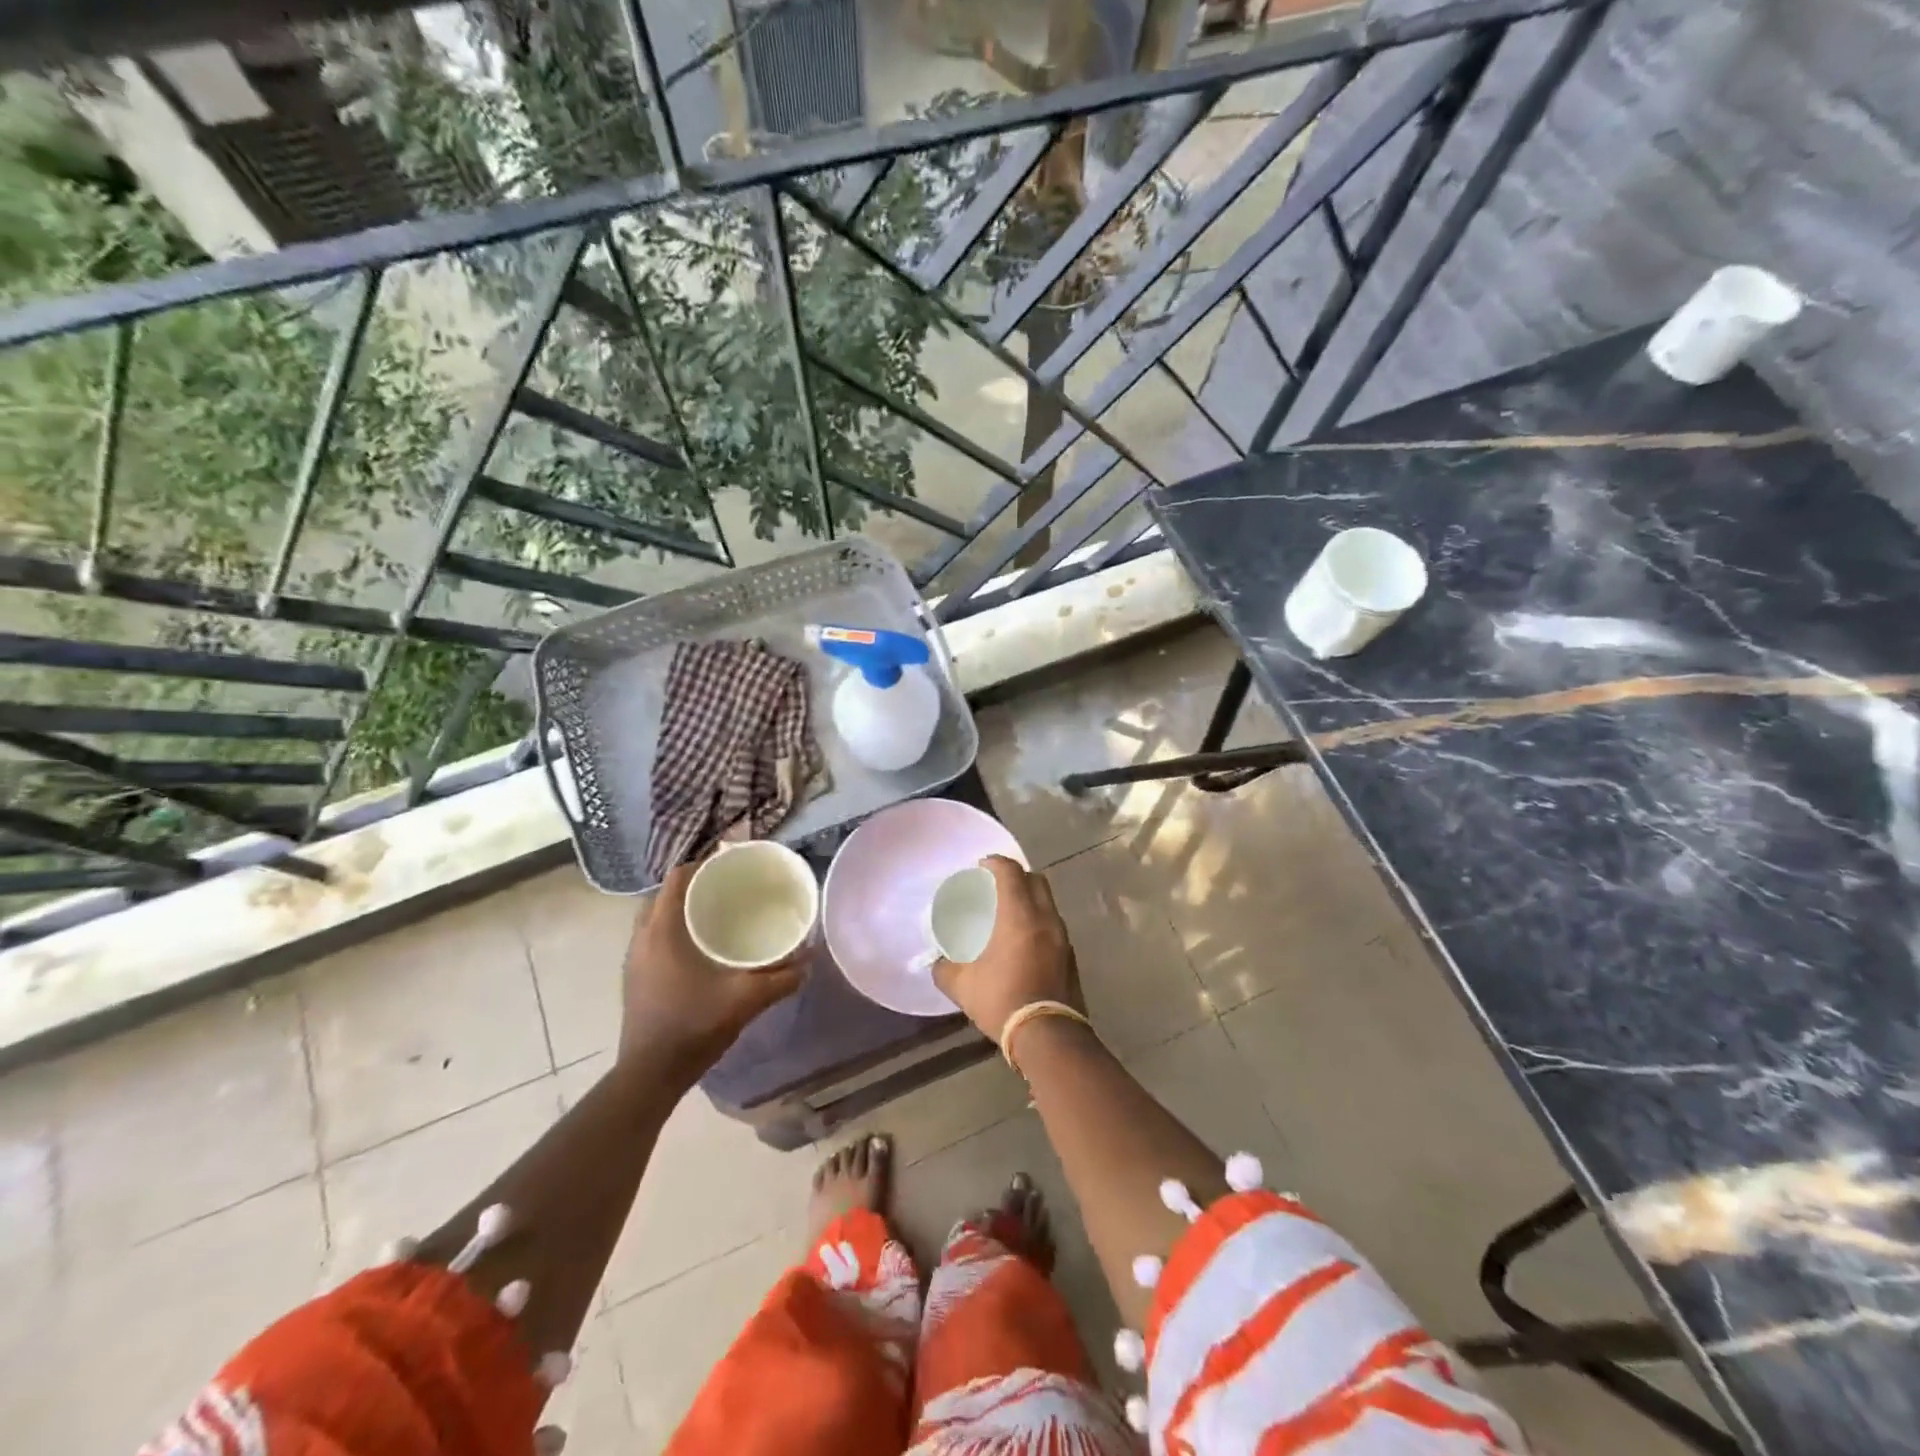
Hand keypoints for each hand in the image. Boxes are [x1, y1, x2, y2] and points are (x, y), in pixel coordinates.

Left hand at [620, 862, 804, 1083]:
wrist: (650, 1075)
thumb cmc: (693, 1026)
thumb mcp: (745, 999)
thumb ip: (781, 978)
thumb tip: (811, 960)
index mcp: (662, 931)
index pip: (679, 878)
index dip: (705, 864)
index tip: (734, 866)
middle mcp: (642, 937)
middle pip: (668, 894)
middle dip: (698, 886)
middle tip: (732, 888)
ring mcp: (635, 958)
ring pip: (659, 916)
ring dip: (686, 909)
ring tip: (721, 913)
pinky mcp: (636, 977)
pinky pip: (655, 937)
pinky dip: (678, 929)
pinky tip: (705, 947)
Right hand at [934, 855, 1079, 1044]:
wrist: (1049, 1036)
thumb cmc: (1003, 1001)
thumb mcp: (962, 986)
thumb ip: (944, 969)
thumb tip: (937, 963)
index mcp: (1019, 916)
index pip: (1011, 872)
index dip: (996, 863)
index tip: (981, 865)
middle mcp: (1045, 919)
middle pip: (1036, 880)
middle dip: (1017, 875)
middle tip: (997, 885)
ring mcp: (1063, 938)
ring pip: (1048, 903)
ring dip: (1030, 900)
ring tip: (1010, 913)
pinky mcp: (1071, 956)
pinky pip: (1054, 926)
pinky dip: (1039, 922)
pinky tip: (1024, 941)